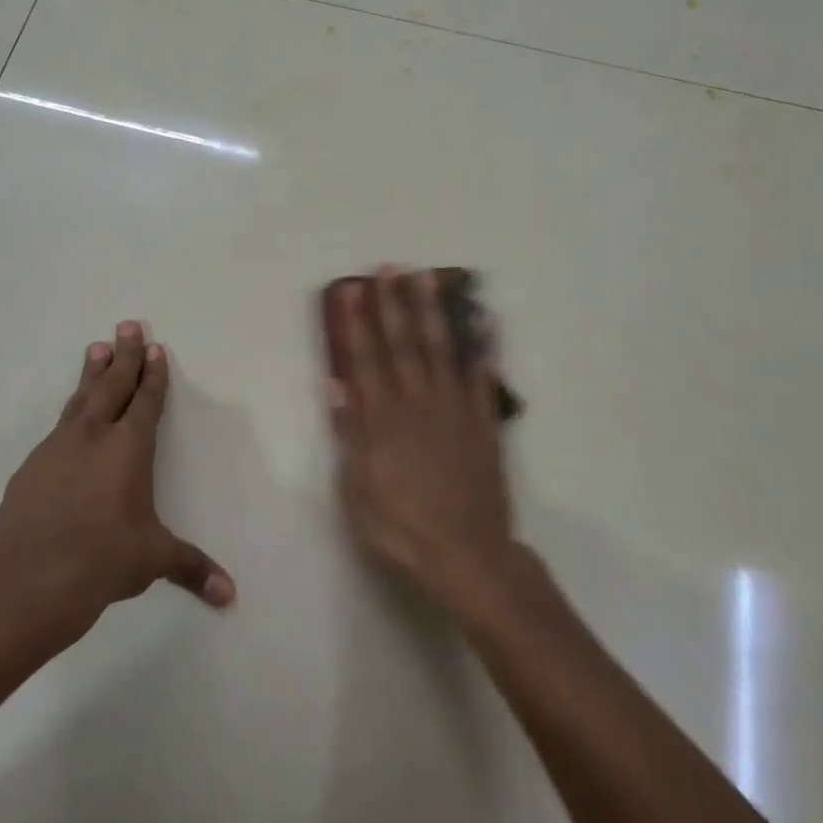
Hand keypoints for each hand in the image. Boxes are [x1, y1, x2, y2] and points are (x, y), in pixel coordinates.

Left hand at [0, 322, 234, 641]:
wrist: (29, 580)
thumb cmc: (103, 561)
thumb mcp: (153, 560)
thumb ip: (192, 568)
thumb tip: (230, 595)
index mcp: (129, 449)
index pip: (146, 401)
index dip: (153, 375)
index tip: (154, 347)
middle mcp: (93, 437)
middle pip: (113, 385)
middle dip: (123, 355)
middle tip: (127, 324)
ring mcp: (57, 448)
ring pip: (80, 399)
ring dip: (92, 372)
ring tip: (96, 347)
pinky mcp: (30, 467)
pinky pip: (57, 428)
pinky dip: (69, 412)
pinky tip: (69, 417)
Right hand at [327, 267, 516, 607]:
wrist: (467, 555)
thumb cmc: (401, 527)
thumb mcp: (358, 489)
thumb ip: (350, 433)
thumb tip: (336, 385)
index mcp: (384, 419)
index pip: (366, 360)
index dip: (358, 323)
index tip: (352, 289)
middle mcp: (419, 403)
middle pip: (405, 344)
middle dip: (395, 303)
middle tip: (392, 267)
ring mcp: (456, 410)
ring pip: (444, 350)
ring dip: (436, 311)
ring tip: (432, 277)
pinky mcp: (484, 423)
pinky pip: (484, 377)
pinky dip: (485, 348)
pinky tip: (486, 321)